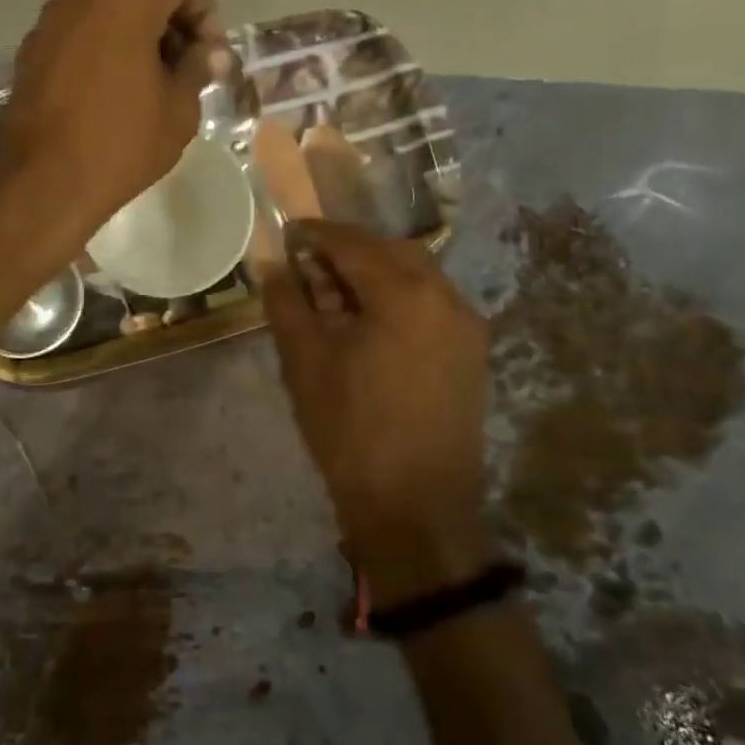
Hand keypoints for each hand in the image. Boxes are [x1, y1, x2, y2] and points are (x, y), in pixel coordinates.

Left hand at [0, 0, 221, 241]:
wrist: (43, 183)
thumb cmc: (122, 142)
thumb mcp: (179, 108)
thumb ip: (198, 67)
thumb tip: (210, 52)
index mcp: (125, 0)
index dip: (204, 12)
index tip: (209, 55)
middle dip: (170, 24)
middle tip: (186, 70)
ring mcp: (50, 23)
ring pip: (106, 14)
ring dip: (136, 38)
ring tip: (150, 84)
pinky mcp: (30, 52)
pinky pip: (79, 36)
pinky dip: (103, 50)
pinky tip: (112, 93)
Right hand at [262, 220, 497, 607]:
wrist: (416, 511)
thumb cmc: (352, 431)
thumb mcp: (305, 362)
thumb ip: (286, 303)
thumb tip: (272, 265)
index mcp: (405, 293)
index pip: (353, 243)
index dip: (316, 234)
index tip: (288, 233)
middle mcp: (446, 297)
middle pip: (390, 252)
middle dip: (348, 251)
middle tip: (309, 267)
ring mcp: (466, 326)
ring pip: (416, 276)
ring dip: (375, 274)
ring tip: (335, 298)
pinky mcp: (471, 354)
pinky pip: (431, 305)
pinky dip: (398, 299)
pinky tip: (368, 324)